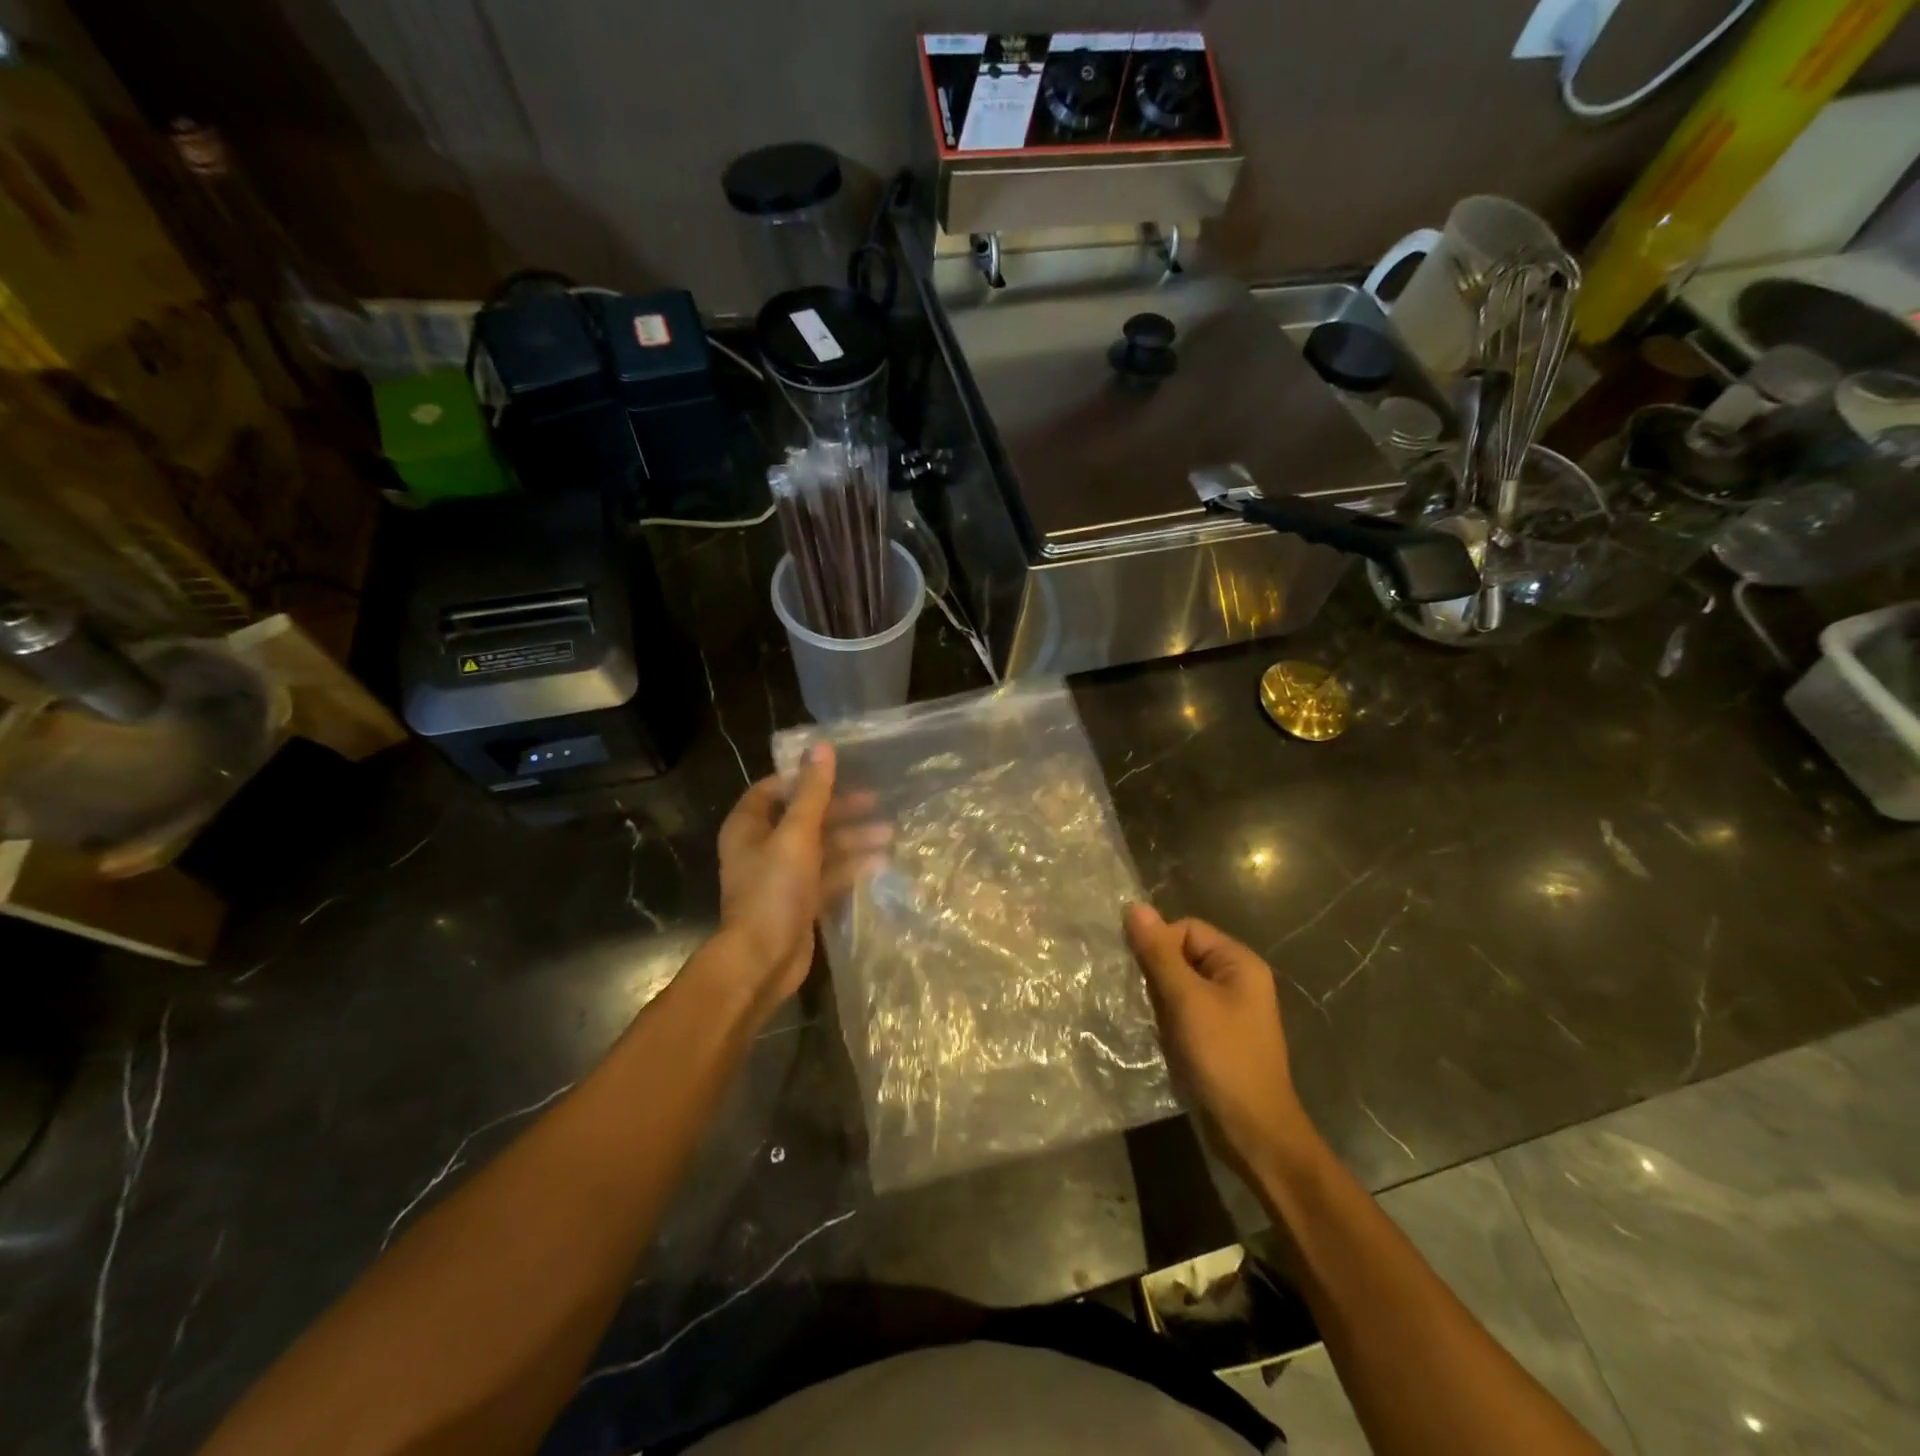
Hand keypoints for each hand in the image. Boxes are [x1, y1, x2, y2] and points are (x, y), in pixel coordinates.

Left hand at [714, 745, 891, 1021]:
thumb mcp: (796, 834)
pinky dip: (850, 867)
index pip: (773, 790)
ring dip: (852, 839)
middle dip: (840, 810)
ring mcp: (781, 876)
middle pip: (803, 818)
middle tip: (876, 801)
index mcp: (749, 827)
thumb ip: (812, 792)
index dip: (804, 780)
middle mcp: (762, 847)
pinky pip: (828, 875)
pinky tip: (880, 862)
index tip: (838, 773)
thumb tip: (821, 746)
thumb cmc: (774, 890)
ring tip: (889, 833)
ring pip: (821, 847)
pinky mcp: (800, 901)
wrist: (763, 961)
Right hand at [1125, 904, 1315, 1182]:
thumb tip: (1134, 906)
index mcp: (1239, 962)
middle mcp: (1237, 979)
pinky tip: (1156, 1034)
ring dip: (1158, 997)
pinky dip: (1166, 1017)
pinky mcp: (1217, 1035)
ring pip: (1179, 984)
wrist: (1253, 1132)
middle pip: (1182, 954)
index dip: (1159, 945)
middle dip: (1156, 973)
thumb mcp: (1186, 1000)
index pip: (1186, 929)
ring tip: (1147, 1018)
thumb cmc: (1223, 1057)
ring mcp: (1228, 1009)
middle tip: (1141, 998)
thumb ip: (1158, 953)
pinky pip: (1184, 1010)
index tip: (1140, 975)